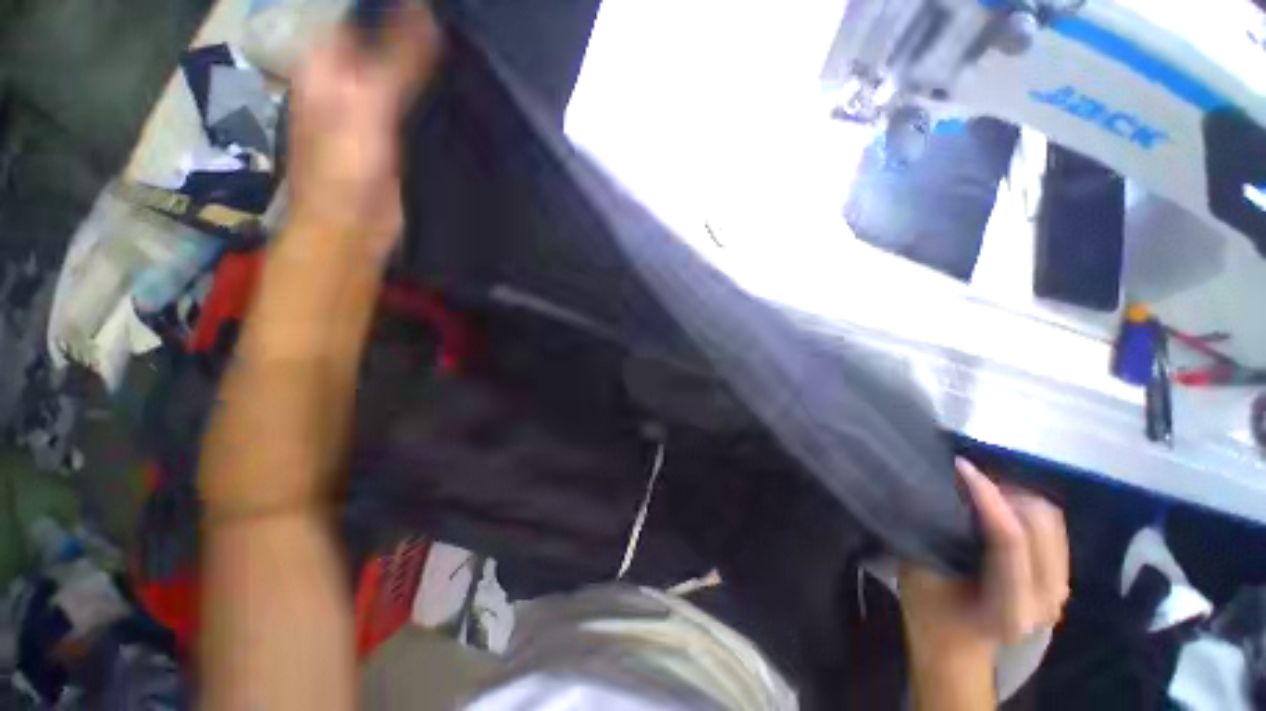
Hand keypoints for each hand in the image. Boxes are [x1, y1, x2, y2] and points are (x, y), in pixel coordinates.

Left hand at [287, 1, 439, 259]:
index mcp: (328, 60)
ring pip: (404, 73)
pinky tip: (461, 90)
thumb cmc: (348, 167)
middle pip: (385, 40)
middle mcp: (347, 77)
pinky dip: (436, 96)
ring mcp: (372, 108)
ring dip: (431, 64)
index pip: (363, 13)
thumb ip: (398, 60)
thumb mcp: (369, 104)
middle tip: (462, 28)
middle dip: (419, 33)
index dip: (397, 5)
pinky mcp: (394, 136)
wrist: (354, 228)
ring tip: (469, 51)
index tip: (441, 9)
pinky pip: (416, 105)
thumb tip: (427, 11)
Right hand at [900, 458, 1069, 663]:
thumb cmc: (929, 609)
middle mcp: (1045, 601)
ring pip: (1051, 521)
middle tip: (966, 478)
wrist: (957, 644)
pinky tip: (998, 505)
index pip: (1010, 539)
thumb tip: (938, 488)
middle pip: (1040, 524)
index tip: (960, 465)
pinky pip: (1052, 528)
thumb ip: (935, 534)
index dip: (987, 496)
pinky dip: (1025, 507)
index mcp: (1009, 609)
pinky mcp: (1060, 580)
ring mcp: (1059, 592)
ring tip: (981, 489)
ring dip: (1015, 496)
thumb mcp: (919, 573)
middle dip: (1002, 490)